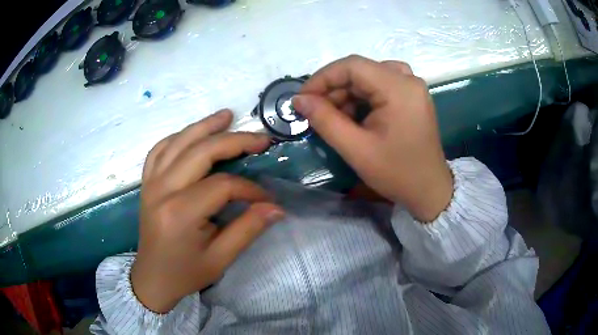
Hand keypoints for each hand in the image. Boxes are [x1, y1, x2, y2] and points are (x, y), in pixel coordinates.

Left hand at [131, 110, 284, 313]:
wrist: (152, 278)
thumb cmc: (185, 273)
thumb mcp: (220, 259)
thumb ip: (248, 229)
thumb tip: (277, 207)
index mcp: (180, 213)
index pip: (222, 186)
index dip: (250, 189)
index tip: (267, 199)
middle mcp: (162, 190)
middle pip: (200, 152)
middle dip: (235, 141)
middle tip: (260, 138)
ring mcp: (151, 183)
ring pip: (178, 142)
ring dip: (205, 126)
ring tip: (228, 115)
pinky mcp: (146, 182)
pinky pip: (159, 149)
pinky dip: (178, 137)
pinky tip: (192, 133)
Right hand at [293, 55, 451, 221]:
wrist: (429, 190)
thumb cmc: (396, 173)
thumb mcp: (356, 149)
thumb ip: (324, 120)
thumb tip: (299, 99)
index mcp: (399, 88)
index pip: (352, 65)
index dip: (323, 78)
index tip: (303, 99)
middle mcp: (408, 80)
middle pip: (361, 70)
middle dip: (334, 89)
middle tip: (316, 112)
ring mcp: (412, 87)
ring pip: (369, 77)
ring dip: (347, 93)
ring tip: (335, 117)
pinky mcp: (412, 96)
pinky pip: (380, 85)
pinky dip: (362, 97)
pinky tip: (354, 116)